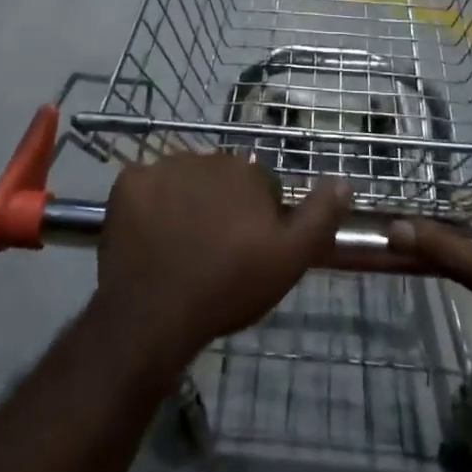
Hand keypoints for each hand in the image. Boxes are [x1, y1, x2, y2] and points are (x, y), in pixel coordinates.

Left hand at [93, 154, 350, 371]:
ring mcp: (162, 167)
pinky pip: (144, 186)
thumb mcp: (289, 260)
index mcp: (246, 172)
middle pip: (220, 179)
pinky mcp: (128, 182)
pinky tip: (150, 237)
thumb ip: (319, 216)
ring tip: (180, 247)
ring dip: (185, 202)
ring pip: (182, 180)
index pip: (259, 186)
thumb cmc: (227, 287)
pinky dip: (148, 205)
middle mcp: (205, 157)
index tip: (248, 250)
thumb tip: (344, 180)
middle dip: (221, 206)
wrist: (153, 314)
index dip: (257, 219)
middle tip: (214, 251)